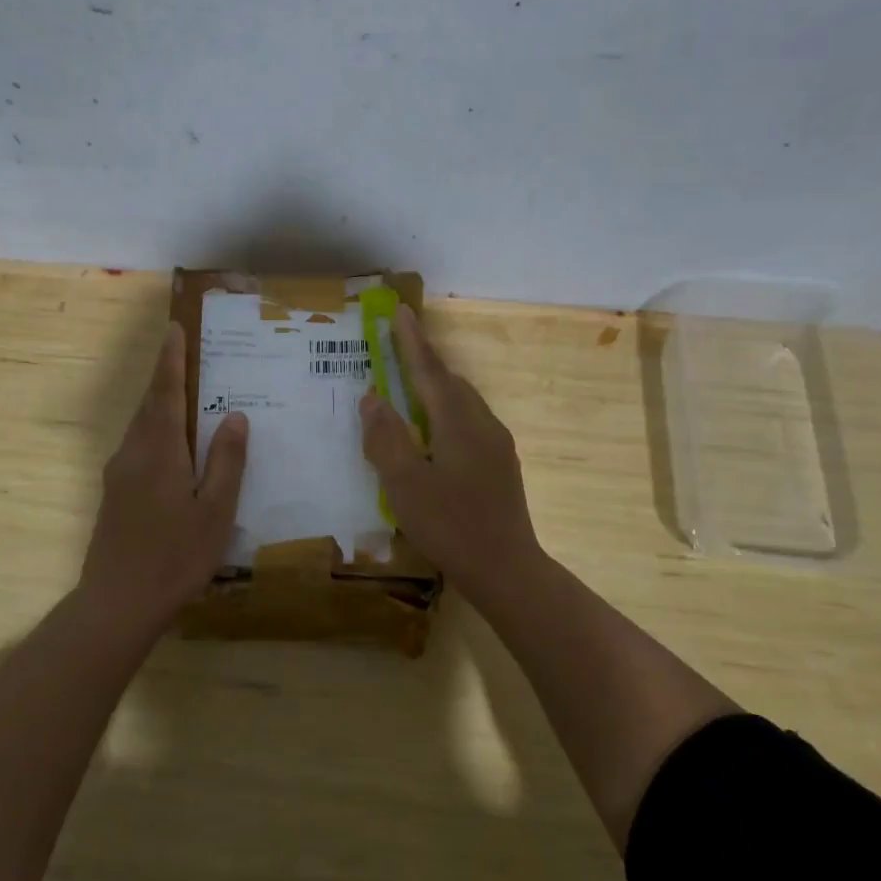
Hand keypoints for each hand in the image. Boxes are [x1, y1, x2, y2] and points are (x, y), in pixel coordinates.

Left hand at [79, 322, 248, 625]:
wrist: (116, 604)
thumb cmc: (174, 557)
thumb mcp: (214, 511)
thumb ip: (226, 462)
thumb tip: (236, 416)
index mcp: (159, 451)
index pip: (165, 392)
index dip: (171, 360)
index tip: (174, 328)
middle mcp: (133, 453)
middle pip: (150, 404)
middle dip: (166, 376)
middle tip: (187, 353)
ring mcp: (119, 474)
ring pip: (142, 426)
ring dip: (161, 404)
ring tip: (188, 394)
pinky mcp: (115, 494)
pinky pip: (138, 446)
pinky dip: (157, 430)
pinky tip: (176, 447)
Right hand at [359, 305, 543, 592]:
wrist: (507, 570)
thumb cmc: (450, 525)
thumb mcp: (405, 484)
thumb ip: (386, 438)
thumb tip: (373, 397)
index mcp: (458, 422)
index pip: (430, 370)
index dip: (412, 341)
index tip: (401, 311)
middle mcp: (482, 424)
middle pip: (450, 382)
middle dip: (424, 362)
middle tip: (398, 349)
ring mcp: (497, 445)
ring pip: (463, 403)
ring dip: (436, 388)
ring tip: (411, 389)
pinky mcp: (501, 465)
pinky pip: (469, 423)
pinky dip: (446, 413)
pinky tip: (434, 434)